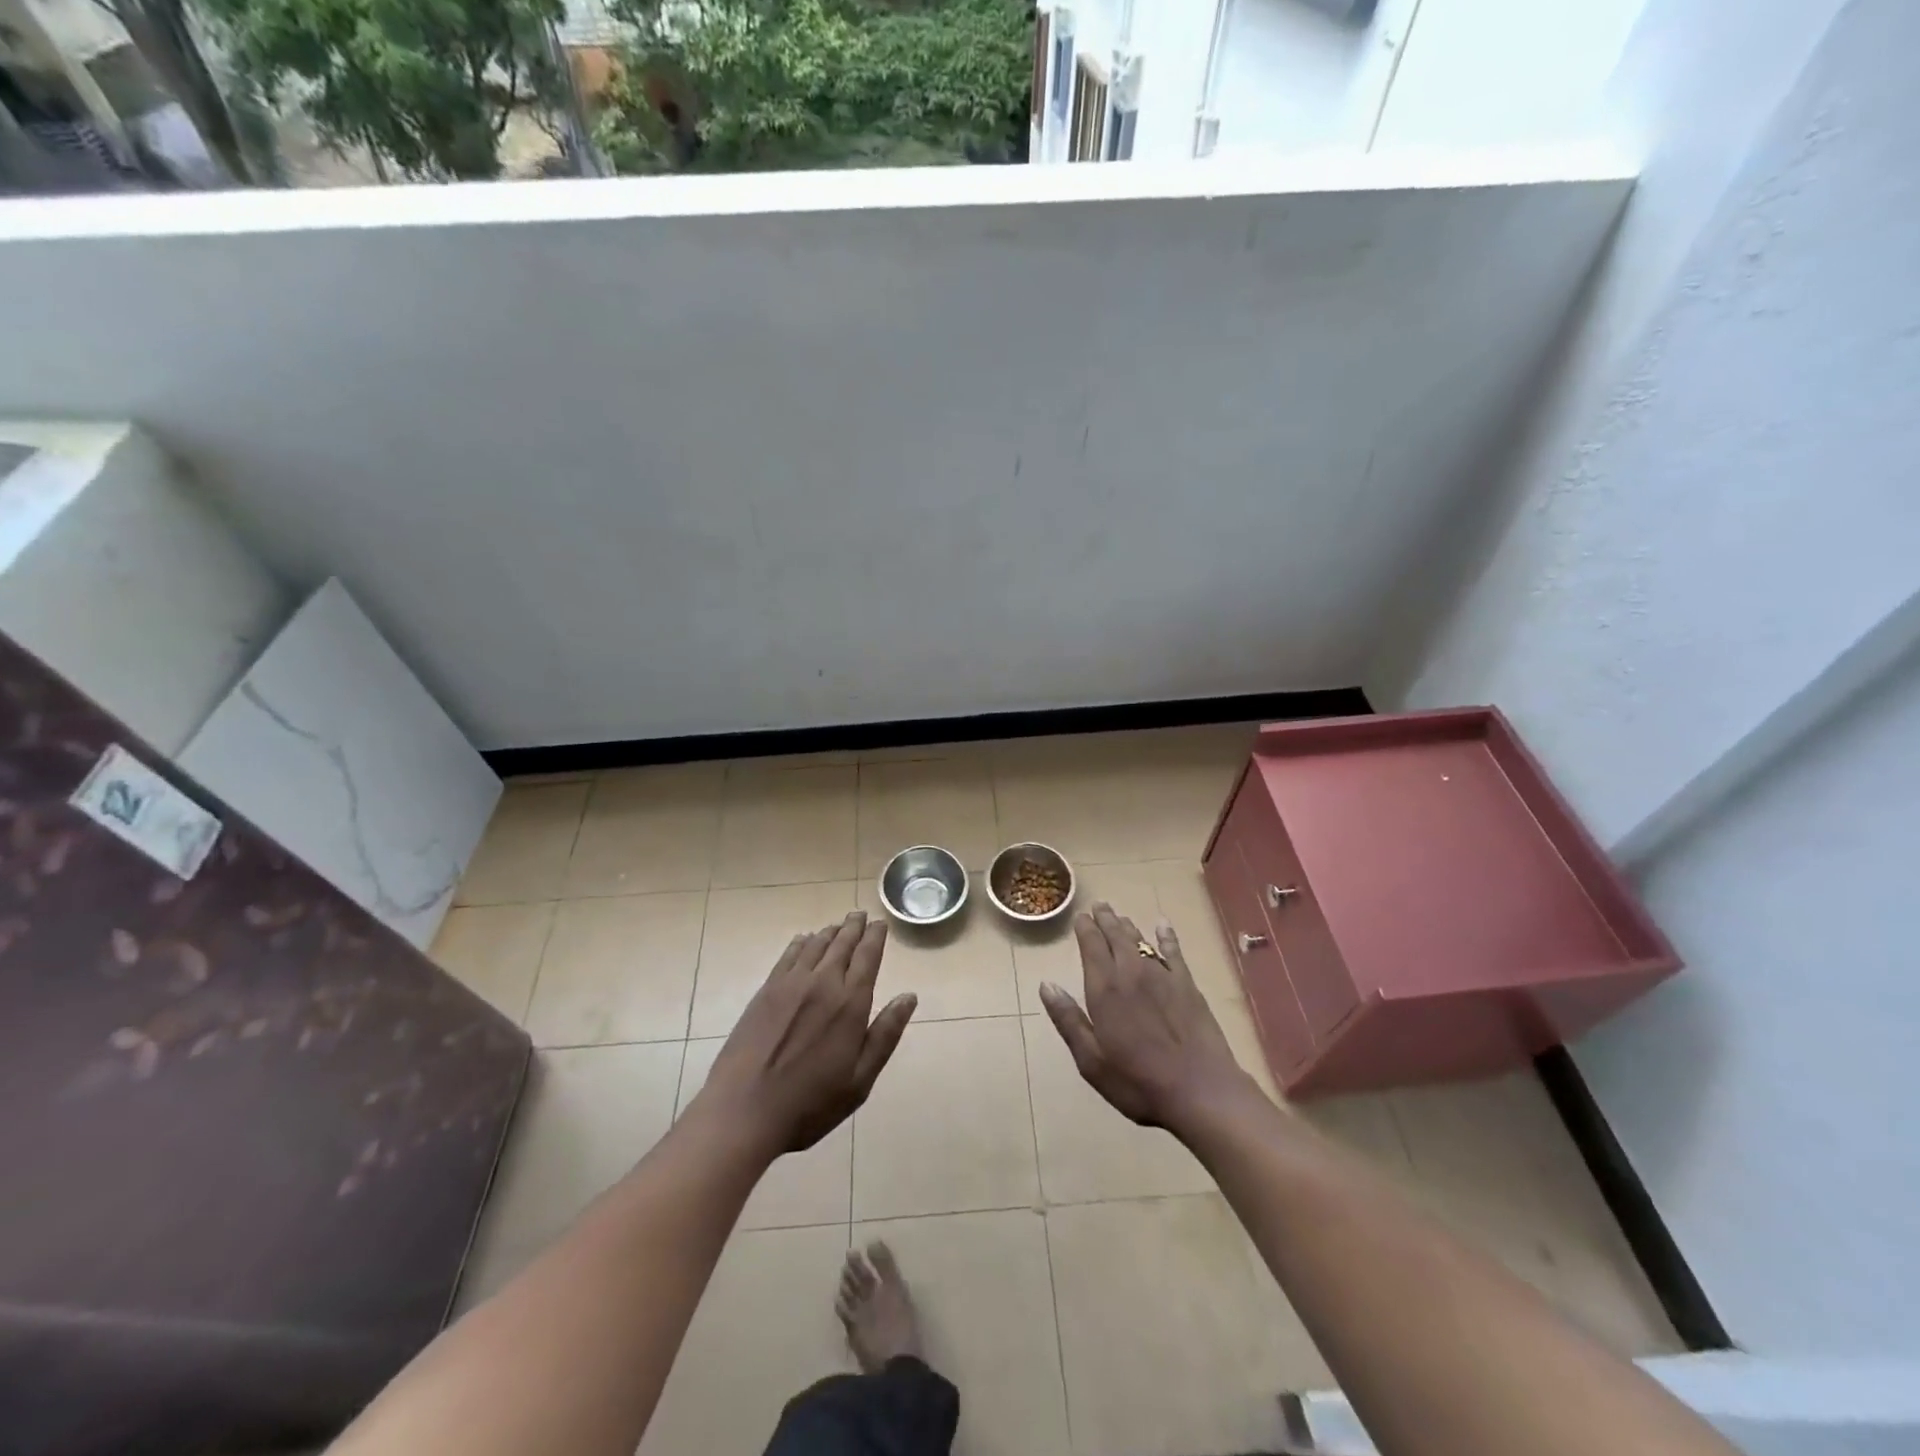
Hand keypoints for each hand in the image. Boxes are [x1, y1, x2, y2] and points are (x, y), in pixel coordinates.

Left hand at [694, 910, 916, 1156]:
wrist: (744, 1110)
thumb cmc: (810, 1103)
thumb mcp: (859, 1080)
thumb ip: (885, 1035)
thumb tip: (909, 997)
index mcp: (850, 1004)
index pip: (867, 957)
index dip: (875, 938)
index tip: (881, 924)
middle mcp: (822, 983)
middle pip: (842, 944)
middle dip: (854, 928)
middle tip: (860, 915)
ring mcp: (790, 984)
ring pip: (816, 946)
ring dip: (830, 932)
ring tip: (838, 925)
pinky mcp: (766, 991)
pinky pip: (788, 956)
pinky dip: (801, 943)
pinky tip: (804, 940)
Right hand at [1039, 903, 1254, 1135]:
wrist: (1200, 1090)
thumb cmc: (1138, 1082)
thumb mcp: (1091, 1060)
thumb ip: (1068, 1020)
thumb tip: (1046, 985)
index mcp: (1105, 989)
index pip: (1091, 946)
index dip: (1085, 929)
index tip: (1080, 917)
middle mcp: (1131, 973)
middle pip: (1116, 936)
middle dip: (1105, 919)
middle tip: (1098, 906)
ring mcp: (1163, 976)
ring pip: (1141, 940)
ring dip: (1128, 926)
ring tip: (1119, 916)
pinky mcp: (1188, 985)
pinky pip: (1174, 952)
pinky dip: (1166, 936)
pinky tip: (1162, 925)